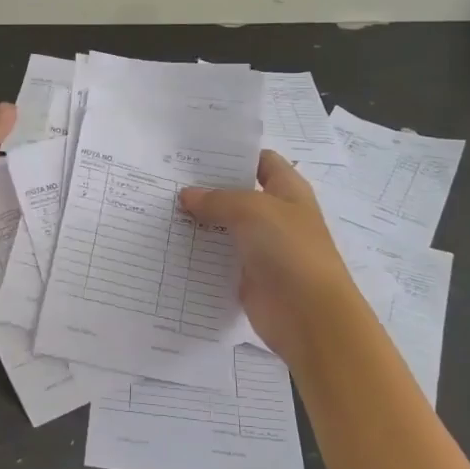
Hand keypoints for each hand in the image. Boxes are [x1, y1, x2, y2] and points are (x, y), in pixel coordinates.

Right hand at [179, 150, 363, 362]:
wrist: (309, 316)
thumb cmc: (289, 250)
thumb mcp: (252, 211)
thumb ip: (217, 199)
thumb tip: (187, 195)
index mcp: (287, 190)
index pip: (260, 161)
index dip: (232, 154)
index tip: (194, 153)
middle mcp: (275, 215)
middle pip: (238, 194)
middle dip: (206, 188)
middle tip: (166, 180)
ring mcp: (262, 247)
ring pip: (225, 227)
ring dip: (199, 222)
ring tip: (160, 210)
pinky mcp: (248, 276)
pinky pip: (220, 259)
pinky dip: (199, 254)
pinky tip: (170, 245)